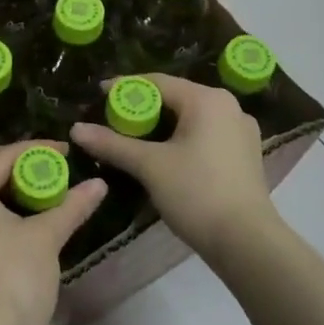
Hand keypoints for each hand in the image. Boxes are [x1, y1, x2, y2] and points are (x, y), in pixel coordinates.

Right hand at [70, 74, 278, 263]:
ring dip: (162, 126)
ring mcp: (241, 131)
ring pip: (191, 118)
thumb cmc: (197, 194)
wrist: (247, 242)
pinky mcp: (245, 154)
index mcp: (207, 99)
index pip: (157, 82)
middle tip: (113, 120)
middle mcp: (229, 107)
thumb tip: (76, 129)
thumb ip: (112, 144)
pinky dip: (182, 139)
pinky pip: (206, 135)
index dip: (124, 88)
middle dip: (143, 108)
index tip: (97, 96)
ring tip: (134, 138)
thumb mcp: (149, 166)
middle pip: (176, 98)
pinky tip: (165, 156)